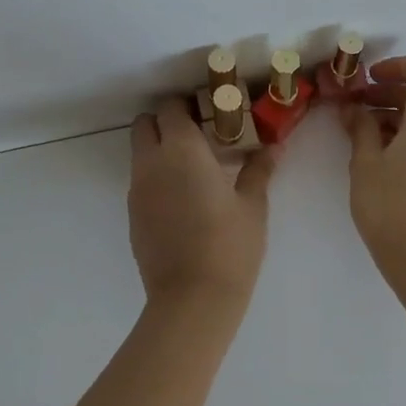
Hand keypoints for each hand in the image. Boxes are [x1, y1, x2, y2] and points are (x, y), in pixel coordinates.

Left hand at [128, 99, 277, 308]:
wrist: (192, 300)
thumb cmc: (229, 245)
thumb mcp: (252, 205)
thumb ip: (259, 170)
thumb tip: (272, 147)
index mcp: (181, 149)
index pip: (171, 107)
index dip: (187, 105)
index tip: (209, 113)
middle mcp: (152, 162)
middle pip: (145, 124)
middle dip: (166, 122)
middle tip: (197, 136)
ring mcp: (137, 190)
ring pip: (140, 153)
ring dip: (159, 150)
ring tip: (192, 169)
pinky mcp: (132, 215)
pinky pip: (140, 181)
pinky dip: (156, 177)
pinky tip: (182, 199)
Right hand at [339, 55, 405, 268]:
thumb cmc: (390, 206)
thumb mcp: (365, 163)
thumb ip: (360, 127)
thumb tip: (353, 109)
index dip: (395, 66)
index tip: (368, 80)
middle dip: (388, 94)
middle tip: (355, 107)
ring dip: (396, 115)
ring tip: (363, 134)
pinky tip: (383, 154)